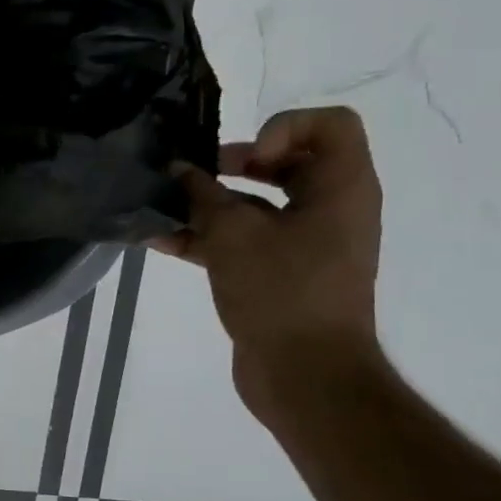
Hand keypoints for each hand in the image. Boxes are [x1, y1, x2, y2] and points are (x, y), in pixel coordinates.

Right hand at [154, 106, 383, 421]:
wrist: (306, 376)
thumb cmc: (281, 292)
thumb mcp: (232, 234)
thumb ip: (201, 195)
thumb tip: (178, 171)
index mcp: (341, 190)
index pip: (330, 125)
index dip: (283, 128)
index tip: (248, 160)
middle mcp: (330, 210)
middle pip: (287, 163)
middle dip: (234, 165)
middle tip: (197, 176)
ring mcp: (306, 244)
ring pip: (257, 206)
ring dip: (209, 204)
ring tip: (162, 208)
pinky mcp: (280, 274)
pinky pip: (244, 241)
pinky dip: (207, 238)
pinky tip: (159, 241)